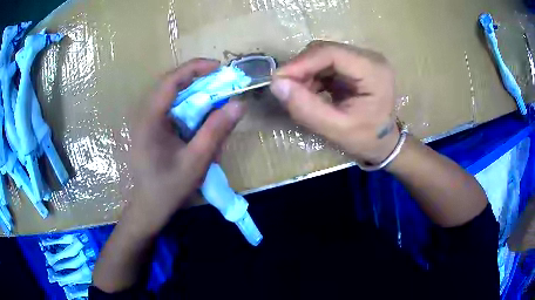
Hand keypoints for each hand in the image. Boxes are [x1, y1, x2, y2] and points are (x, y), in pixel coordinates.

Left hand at [124, 58, 246, 236]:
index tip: (219, 68)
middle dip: (196, 79)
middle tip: (221, 82)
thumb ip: (216, 131)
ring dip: (192, 92)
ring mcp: (145, 121)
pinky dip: (187, 106)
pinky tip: (199, 117)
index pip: (171, 81)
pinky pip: (169, 108)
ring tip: (214, 97)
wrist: (148, 208)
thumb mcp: (195, 161)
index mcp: (149, 119)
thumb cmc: (168, 188)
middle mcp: (144, 114)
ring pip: (170, 95)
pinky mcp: (149, 128)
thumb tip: (239, 105)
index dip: (195, 68)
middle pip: (170, 84)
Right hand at [270, 41, 399, 164]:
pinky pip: (326, 62)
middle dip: (301, 68)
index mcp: (373, 70)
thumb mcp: (336, 129)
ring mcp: (363, 59)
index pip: (331, 53)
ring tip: (299, 94)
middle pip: (325, 51)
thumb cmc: (366, 139)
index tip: (278, 80)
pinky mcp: (355, 64)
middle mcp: (369, 57)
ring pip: (323, 55)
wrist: (384, 143)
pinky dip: (313, 75)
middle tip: (286, 90)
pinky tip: (311, 92)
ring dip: (306, 72)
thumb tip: (276, 84)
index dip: (301, 62)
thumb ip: (306, 108)